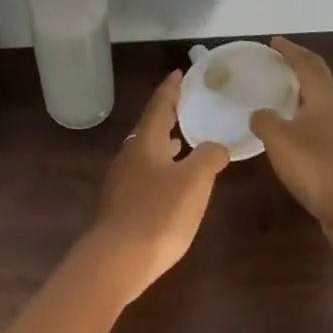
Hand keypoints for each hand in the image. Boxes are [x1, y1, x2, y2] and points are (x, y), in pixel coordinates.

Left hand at [90, 71, 230, 301]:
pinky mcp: (121, 203)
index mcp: (146, 142)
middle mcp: (130, 155)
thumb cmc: (158, 214)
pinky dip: (160, 166)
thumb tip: (215, 146)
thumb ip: (208, 158)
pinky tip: (171, 181)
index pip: (159, 105)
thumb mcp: (194, 182)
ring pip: (145, 151)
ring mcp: (122, 180)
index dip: (171, 89)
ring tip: (183, 140)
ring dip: (164, 142)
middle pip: (149, 127)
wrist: (117, 259)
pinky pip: (144, 173)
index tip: (180, 73)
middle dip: (168, 115)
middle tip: (187, 105)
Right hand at [250, 36, 332, 254]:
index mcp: (325, 98)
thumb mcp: (278, 139)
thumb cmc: (317, 166)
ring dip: (309, 97)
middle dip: (302, 70)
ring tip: (287, 100)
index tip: (274, 42)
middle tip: (281, 67)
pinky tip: (299, 138)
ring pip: (328, 106)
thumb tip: (260, 114)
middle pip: (323, 81)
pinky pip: (328, 130)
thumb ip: (265, 120)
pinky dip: (311, 123)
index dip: (290, 51)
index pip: (307, 64)